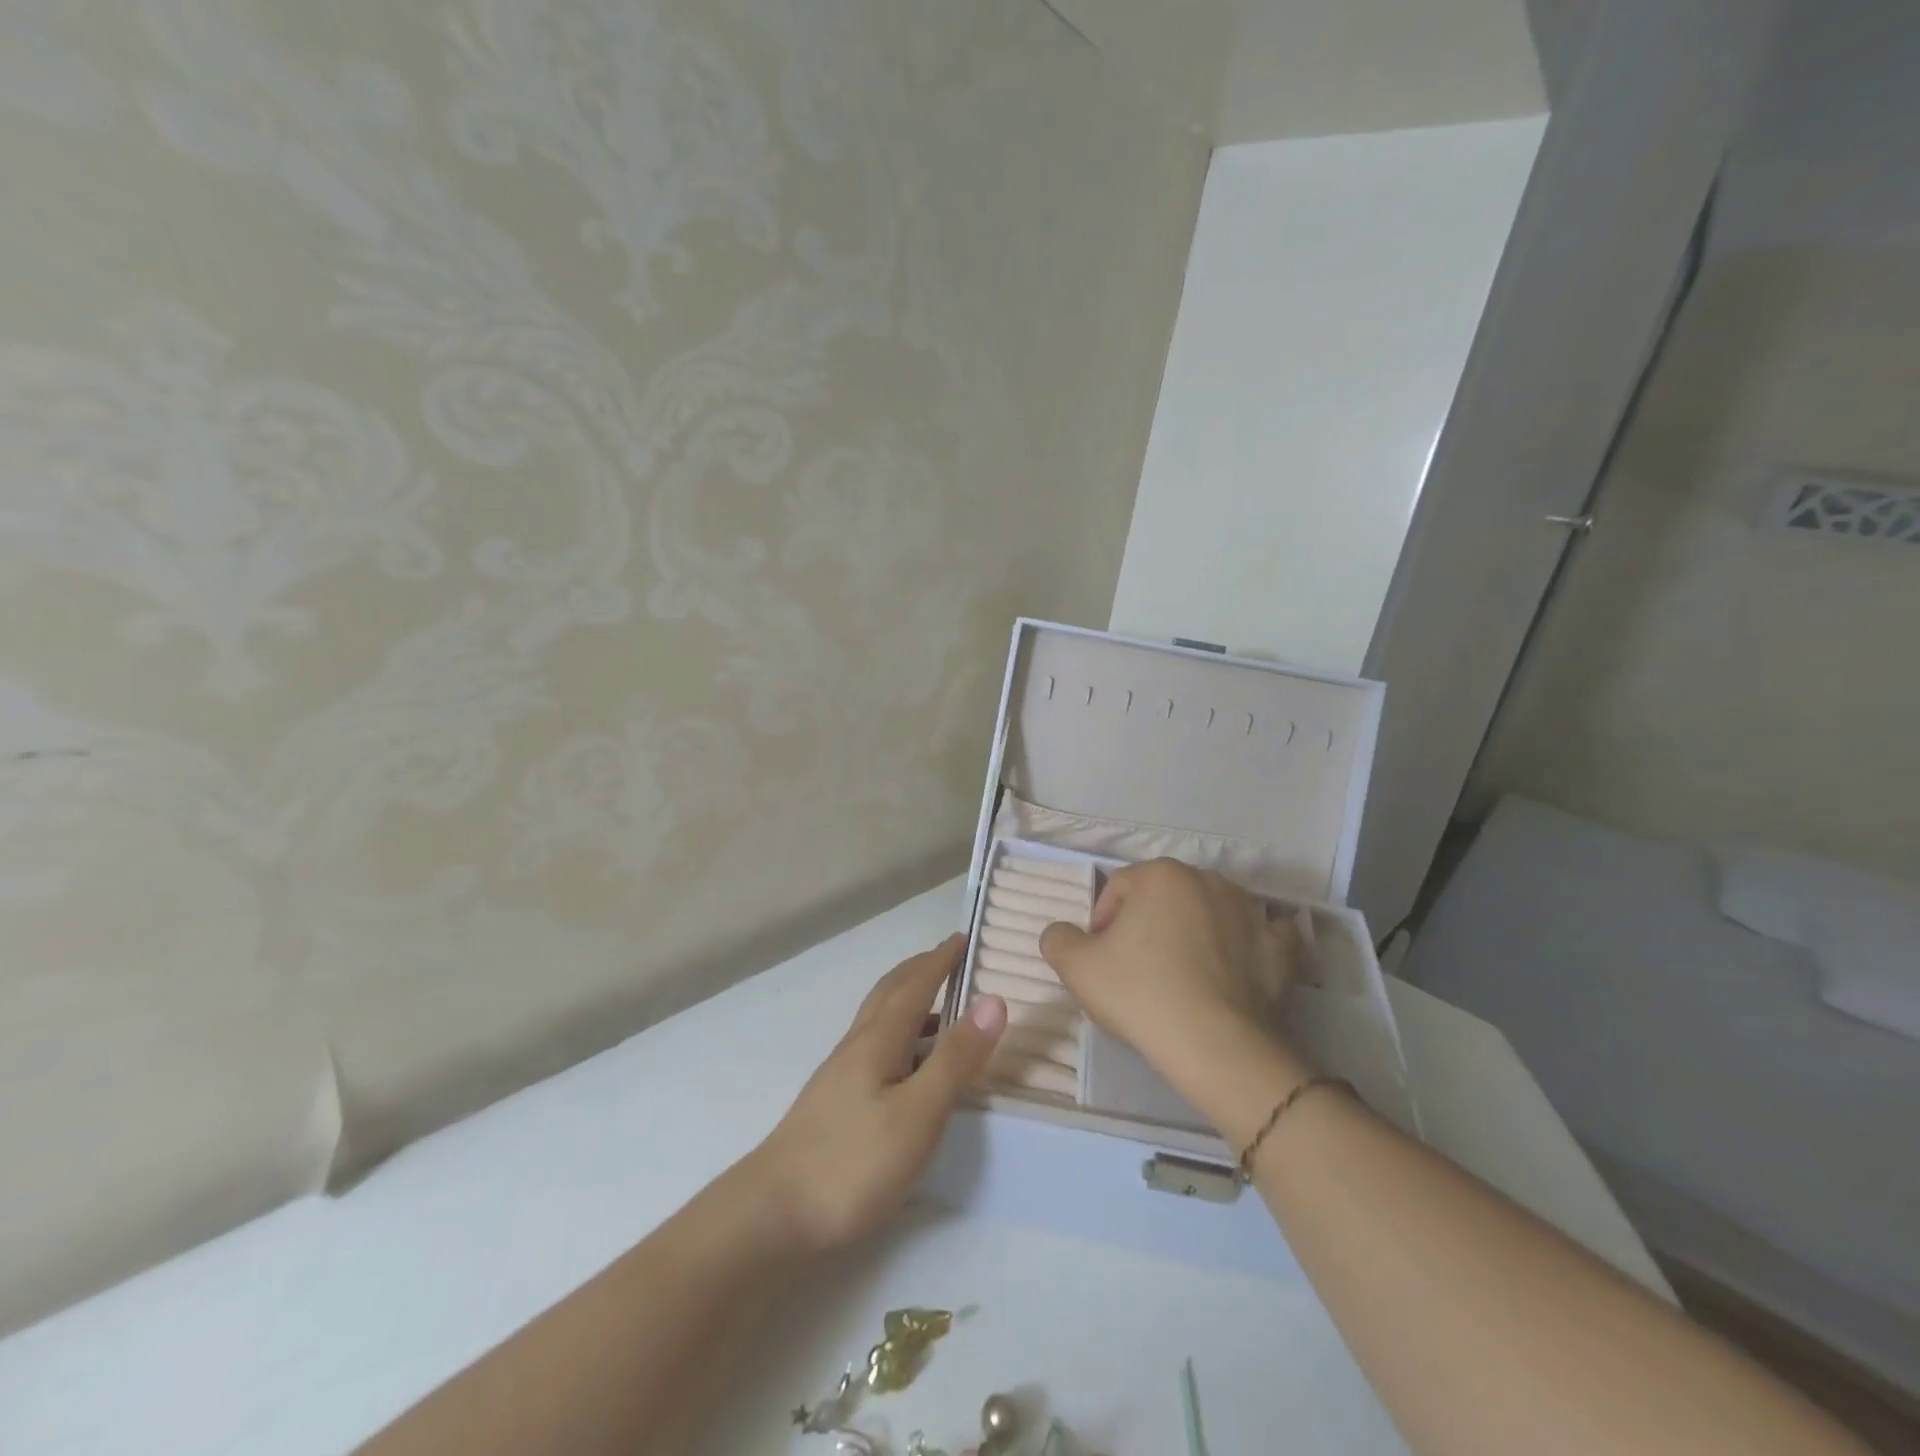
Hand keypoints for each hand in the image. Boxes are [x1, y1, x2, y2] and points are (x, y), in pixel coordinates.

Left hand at [750, 934, 1005, 1254]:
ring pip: (879, 1019)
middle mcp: (858, 1046)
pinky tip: (906, 1064)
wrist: (772, 1215)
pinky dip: (899, 1034)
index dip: (940, 960)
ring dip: (909, 1000)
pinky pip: (874, 1046)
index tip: (963, 937)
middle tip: (949, 958)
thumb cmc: (853, 1162)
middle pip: (890, 993)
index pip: (915, 985)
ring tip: (938, 1007)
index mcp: (879, 1039)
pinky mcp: (835, 1102)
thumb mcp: (918, 1113)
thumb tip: (992, 1000)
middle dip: (921, 970)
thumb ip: (956, 1059)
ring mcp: (841, 1074)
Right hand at [1039, 859, 1302, 1094]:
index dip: (1102, 925)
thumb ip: (1058, 938)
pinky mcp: (1281, 947)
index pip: (1118, 889)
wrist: (1217, 1047)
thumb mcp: (1075, 967)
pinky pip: (1259, 937)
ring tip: (1182, 978)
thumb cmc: (1141, 995)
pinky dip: (1245, 947)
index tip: (1103, 962)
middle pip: (1164, 898)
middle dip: (1148, 926)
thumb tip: (1064, 933)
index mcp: (1161, 874)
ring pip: (1209, 913)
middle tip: (1138, 971)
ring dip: (1193, 933)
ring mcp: (1250, 911)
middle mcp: (1208, 879)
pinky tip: (1233, 969)